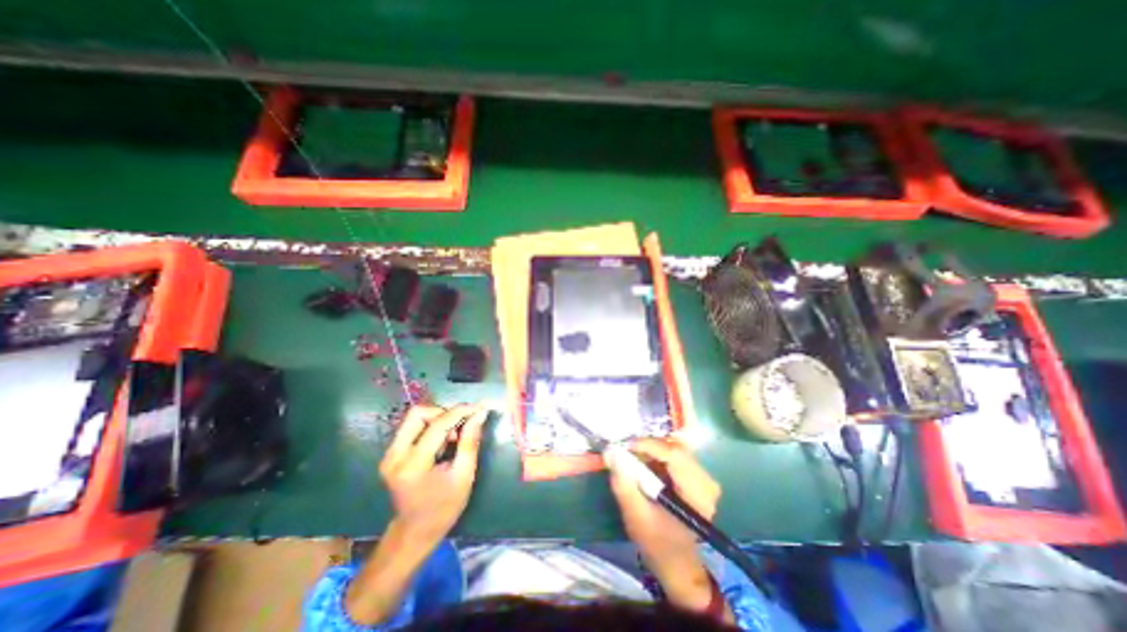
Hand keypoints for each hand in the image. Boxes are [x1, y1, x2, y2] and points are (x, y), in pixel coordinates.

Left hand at [377, 404, 487, 542]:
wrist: (415, 532)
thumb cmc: (444, 508)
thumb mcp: (464, 476)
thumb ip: (470, 441)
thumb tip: (479, 413)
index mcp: (413, 465)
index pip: (437, 425)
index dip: (460, 411)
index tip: (479, 407)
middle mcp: (395, 456)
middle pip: (418, 413)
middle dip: (444, 413)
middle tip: (461, 426)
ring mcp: (389, 454)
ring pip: (414, 417)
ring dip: (438, 419)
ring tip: (452, 438)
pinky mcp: (390, 454)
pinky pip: (412, 427)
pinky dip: (431, 427)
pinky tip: (442, 443)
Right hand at [608, 439, 720, 611]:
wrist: (677, 564)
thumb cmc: (658, 544)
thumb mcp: (636, 517)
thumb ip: (623, 484)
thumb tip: (610, 452)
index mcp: (697, 494)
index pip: (675, 455)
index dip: (648, 445)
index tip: (625, 446)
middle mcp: (706, 482)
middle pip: (675, 448)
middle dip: (648, 447)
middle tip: (626, 452)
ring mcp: (703, 478)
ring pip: (674, 449)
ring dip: (651, 451)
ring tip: (633, 458)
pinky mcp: (696, 477)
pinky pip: (675, 455)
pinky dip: (656, 456)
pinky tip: (644, 465)